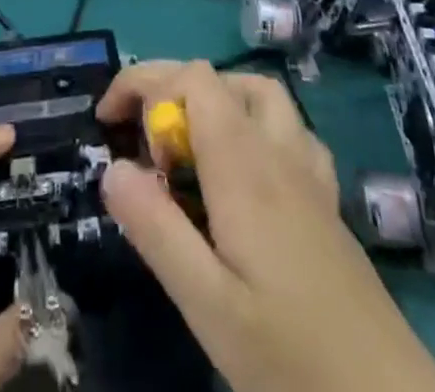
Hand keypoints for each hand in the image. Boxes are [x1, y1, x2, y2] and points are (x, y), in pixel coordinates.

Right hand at [97, 60, 434, 391]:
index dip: (143, 82)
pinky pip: (289, 129)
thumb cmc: (290, 355)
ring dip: (215, 99)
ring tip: (185, 146)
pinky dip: (254, 125)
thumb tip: (111, 167)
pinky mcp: (327, 197)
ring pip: (259, 95)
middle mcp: (277, 149)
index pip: (190, 79)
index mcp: (243, 164)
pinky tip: (244, 171)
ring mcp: (309, 170)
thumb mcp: (207, 304)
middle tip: (138, 140)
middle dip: (170, 89)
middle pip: (220, 79)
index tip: (107, 121)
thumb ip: (156, 230)